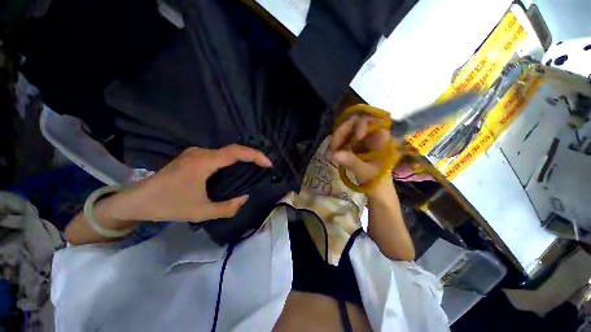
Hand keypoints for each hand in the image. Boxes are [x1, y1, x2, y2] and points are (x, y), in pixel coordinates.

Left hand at [118, 145, 271, 222]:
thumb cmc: (168, 205)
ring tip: (254, 168)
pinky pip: (218, 155)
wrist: (136, 200)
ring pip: (226, 151)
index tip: (268, 164)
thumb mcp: (202, 212)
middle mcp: (201, 152)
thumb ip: (228, 207)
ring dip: (242, 158)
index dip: (256, 156)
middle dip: (252, 156)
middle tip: (264, 167)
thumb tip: (245, 197)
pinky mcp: (193, 156)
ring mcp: (196, 152)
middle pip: (234, 149)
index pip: (237, 152)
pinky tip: (235, 169)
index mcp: (204, 162)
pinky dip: (231, 160)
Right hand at [329, 113, 392, 196]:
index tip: (355, 138)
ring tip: (333, 152)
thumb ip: (352, 162)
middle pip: (353, 123)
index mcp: (380, 137)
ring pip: (346, 130)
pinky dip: (337, 143)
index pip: (369, 120)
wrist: (377, 188)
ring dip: (337, 139)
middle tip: (333, 148)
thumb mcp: (366, 172)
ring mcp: (361, 138)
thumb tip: (334, 154)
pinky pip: (343, 138)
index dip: (359, 125)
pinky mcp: (354, 144)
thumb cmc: (377, 180)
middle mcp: (370, 134)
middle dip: (341, 133)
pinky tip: (335, 152)